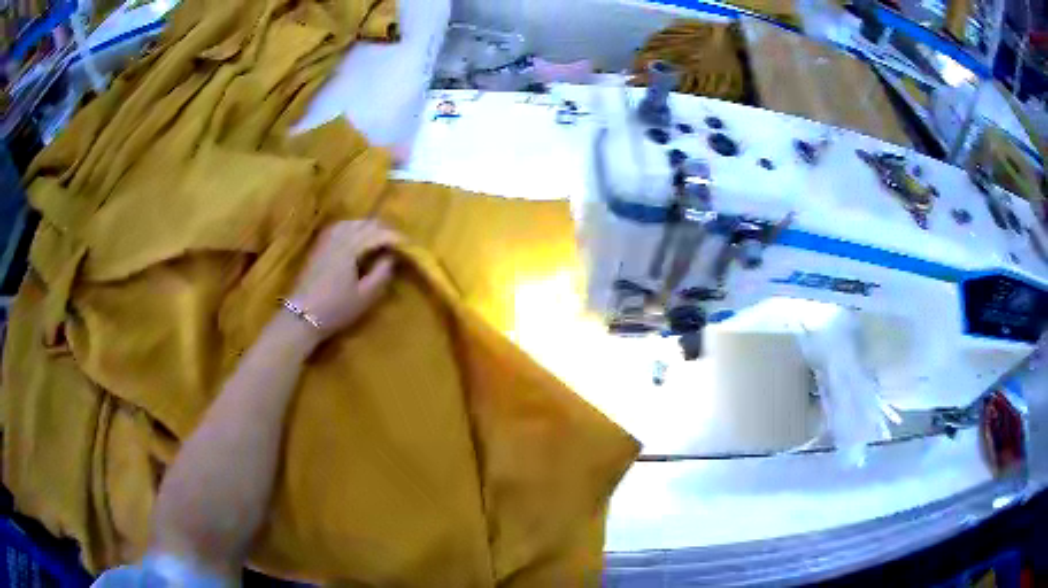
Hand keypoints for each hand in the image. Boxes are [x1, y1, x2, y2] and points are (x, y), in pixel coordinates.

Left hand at [287, 220, 400, 341]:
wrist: (301, 316)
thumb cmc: (335, 309)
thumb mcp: (365, 296)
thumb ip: (381, 273)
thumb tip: (391, 257)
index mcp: (350, 247)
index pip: (378, 234)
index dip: (395, 237)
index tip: (409, 245)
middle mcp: (338, 237)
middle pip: (365, 224)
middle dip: (383, 230)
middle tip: (397, 242)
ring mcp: (326, 240)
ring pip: (351, 223)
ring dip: (367, 227)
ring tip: (378, 239)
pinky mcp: (318, 246)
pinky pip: (339, 228)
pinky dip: (353, 228)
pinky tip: (356, 239)